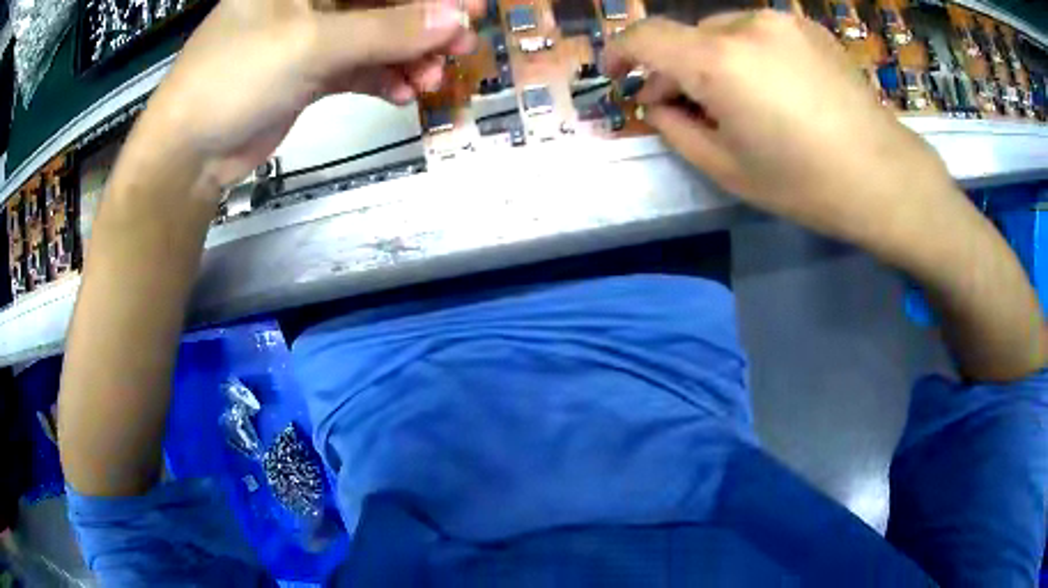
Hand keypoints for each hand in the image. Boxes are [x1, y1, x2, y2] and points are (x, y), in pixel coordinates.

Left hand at [135, 0, 480, 191]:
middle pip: (381, 1)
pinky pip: (359, 68)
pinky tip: (402, 94)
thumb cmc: (235, 77)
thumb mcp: (312, 44)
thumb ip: (386, 29)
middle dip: (423, 24)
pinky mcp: (309, 73)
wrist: (189, 153)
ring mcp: (309, 36)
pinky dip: (383, 79)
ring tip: (432, 79)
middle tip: (462, 45)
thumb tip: (456, 19)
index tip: (468, 7)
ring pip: (375, 36)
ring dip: (408, 56)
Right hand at [605, 12, 961, 254]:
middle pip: (688, 36)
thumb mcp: (728, 169)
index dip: (620, 51)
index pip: (646, 37)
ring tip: (740, 100)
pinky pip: (759, 32)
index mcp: (718, 62)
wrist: (884, 177)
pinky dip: (750, 53)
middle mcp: (746, 25)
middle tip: (690, 108)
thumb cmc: (805, 183)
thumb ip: (676, 128)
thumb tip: (658, 101)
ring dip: (715, 60)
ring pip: (724, 31)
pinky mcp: (808, 27)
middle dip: (678, 68)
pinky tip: (775, 88)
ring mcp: (781, 21)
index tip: (618, 73)